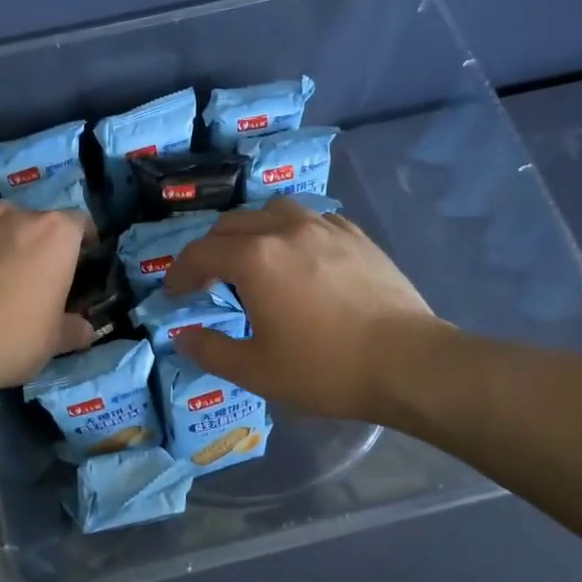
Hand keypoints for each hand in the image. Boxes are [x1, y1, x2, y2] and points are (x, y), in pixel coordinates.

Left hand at [0, 171, 92, 397]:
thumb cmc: (7, 343)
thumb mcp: (52, 343)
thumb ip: (73, 329)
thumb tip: (85, 329)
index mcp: (56, 236)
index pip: (78, 224)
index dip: (79, 242)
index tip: (75, 263)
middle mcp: (18, 214)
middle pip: (34, 220)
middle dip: (34, 244)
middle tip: (26, 279)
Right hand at [162, 198, 441, 423]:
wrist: (408, 362)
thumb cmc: (325, 368)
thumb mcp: (256, 370)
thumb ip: (210, 350)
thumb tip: (182, 337)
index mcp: (254, 259)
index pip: (200, 253)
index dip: (179, 272)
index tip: (173, 294)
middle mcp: (285, 230)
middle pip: (232, 225)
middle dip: (210, 250)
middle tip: (207, 279)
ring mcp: (325, 227)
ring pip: (273, 212)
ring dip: (251, 231)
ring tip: (252, 258)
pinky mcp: (357, 236)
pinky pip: (312, 219)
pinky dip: (291, 232)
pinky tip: (300, 256)